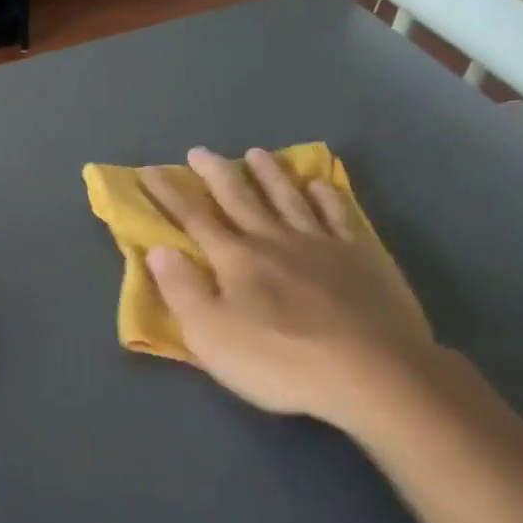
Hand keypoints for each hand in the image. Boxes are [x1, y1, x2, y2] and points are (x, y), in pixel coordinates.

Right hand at [138, 147, 440, 440]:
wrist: (371, 371)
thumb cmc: (280, 361)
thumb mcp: (212, 336)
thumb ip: (182, 290)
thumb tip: (158, 250)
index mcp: (236, 259)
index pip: (194, 219)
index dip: (170, 195)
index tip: (150, 171)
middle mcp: (275, 239)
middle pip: (240, 198)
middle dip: (216, 173)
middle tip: (200, 151)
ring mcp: (322, 243)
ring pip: (288, 197)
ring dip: (269, 174)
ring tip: (256, 153)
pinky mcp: (361, 256)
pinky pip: (338, 214)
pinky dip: (326, 196)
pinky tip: (319, 185)